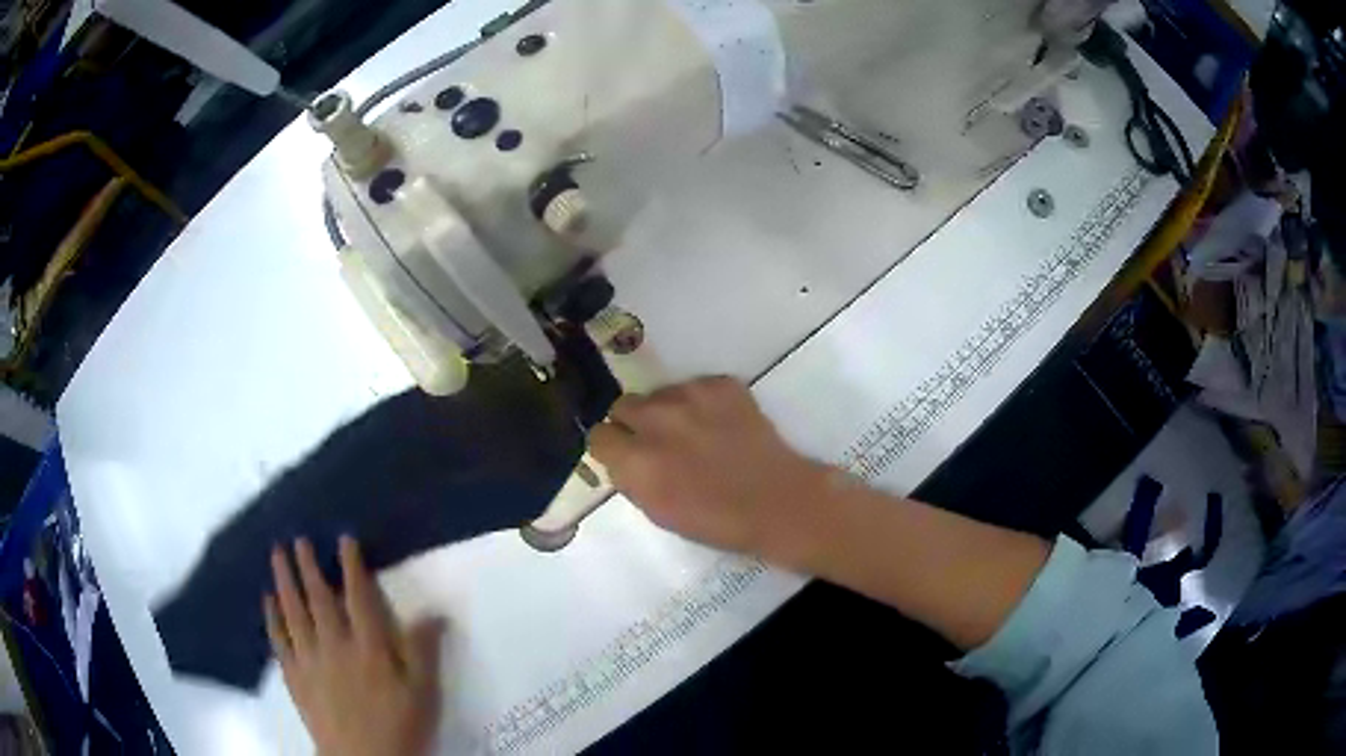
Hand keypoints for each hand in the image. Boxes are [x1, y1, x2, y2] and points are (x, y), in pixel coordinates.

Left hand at [265, 537, 443, 755]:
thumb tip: (435, 612)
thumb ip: (424, 652)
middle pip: (318, 599)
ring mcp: (309, 660)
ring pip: (293, 612)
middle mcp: (334, 645)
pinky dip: (271, 618)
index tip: (344, 539)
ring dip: (284, 581)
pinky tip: (267, 601)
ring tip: (276, 555)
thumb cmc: (400, 727)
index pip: (358, 598)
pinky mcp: (294, 677)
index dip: (351, 567)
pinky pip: (279, 641)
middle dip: (308, 566)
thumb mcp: (424, 694)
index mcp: (368, 648)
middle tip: (297, 539)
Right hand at [589, 377, 832, 563]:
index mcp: (636, 460)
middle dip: (634, 423)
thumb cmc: (717, 520)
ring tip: (695, 433)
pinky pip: (695, 386)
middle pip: (623, 405)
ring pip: (659, 394)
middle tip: (658, 442)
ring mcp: (690, 396)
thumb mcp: (658, 511)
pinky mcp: (720, 384)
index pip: (598, 435)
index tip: (625, 455)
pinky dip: (702, 403)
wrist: (778, 501)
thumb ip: (631, 478)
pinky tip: (721, 425)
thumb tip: (620, 457)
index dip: (611, 446)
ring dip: (667, 411)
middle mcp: (655, 420)